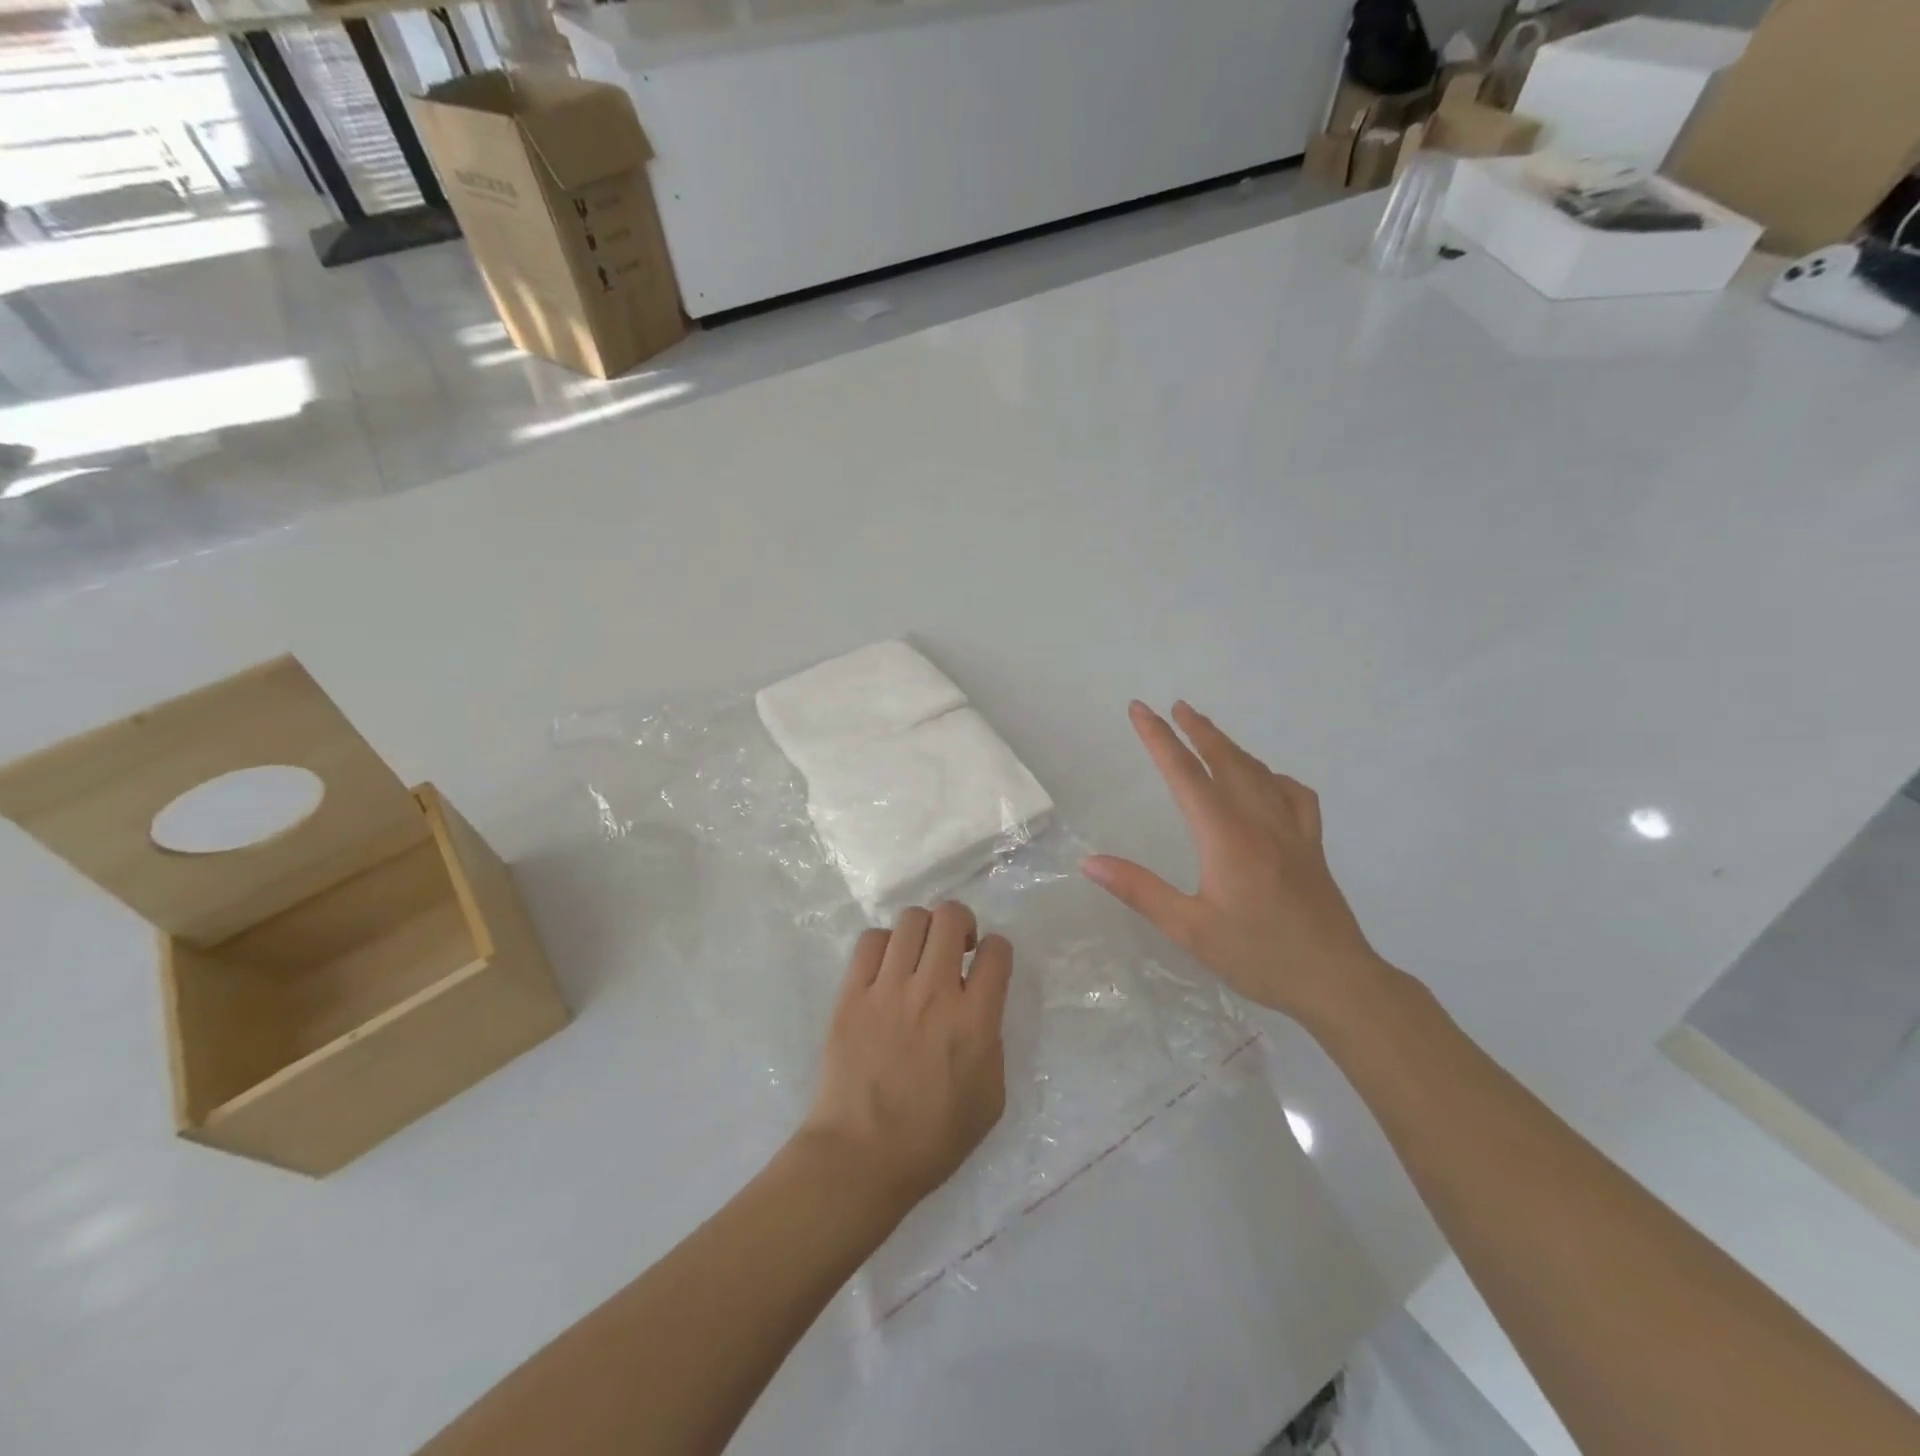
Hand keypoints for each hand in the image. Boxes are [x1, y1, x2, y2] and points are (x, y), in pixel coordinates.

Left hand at [799, 903, 1013, 1218]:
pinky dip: (884, 944)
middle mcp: (934, 992)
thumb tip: (979, 1009)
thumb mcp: (990, 1098)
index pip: (997, 951)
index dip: (997, 951)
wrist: (861, 1157)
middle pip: (951, 918)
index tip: (987, 965)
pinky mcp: (852, 994)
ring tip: (919, 955)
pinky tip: (886, 968)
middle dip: (961, 924)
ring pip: (911, 920)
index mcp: (974, 1020)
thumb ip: (992, 1042)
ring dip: (923, 931)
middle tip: (956, 949)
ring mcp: (889, 989)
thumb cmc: (933, 1139)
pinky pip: (870, 941)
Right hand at [1082, 701, 1382, 1028]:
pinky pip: (1295, 795)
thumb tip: (1090, 862)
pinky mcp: (1312, 845)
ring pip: (1258, 772)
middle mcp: (1259, 821)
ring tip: (1208, 731)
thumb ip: (1139, 890)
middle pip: (1225, 761)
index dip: (1159, 739)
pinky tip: (1266, 782)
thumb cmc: (1259, 955)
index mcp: (1226, 836)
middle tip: (1175, 706)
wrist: (1337, 980)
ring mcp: (1292, 830)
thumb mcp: (1189, 929)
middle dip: (1197, 730)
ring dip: (1229, 746)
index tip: (1140, 710)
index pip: (1185, 775)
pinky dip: (1273, 777)